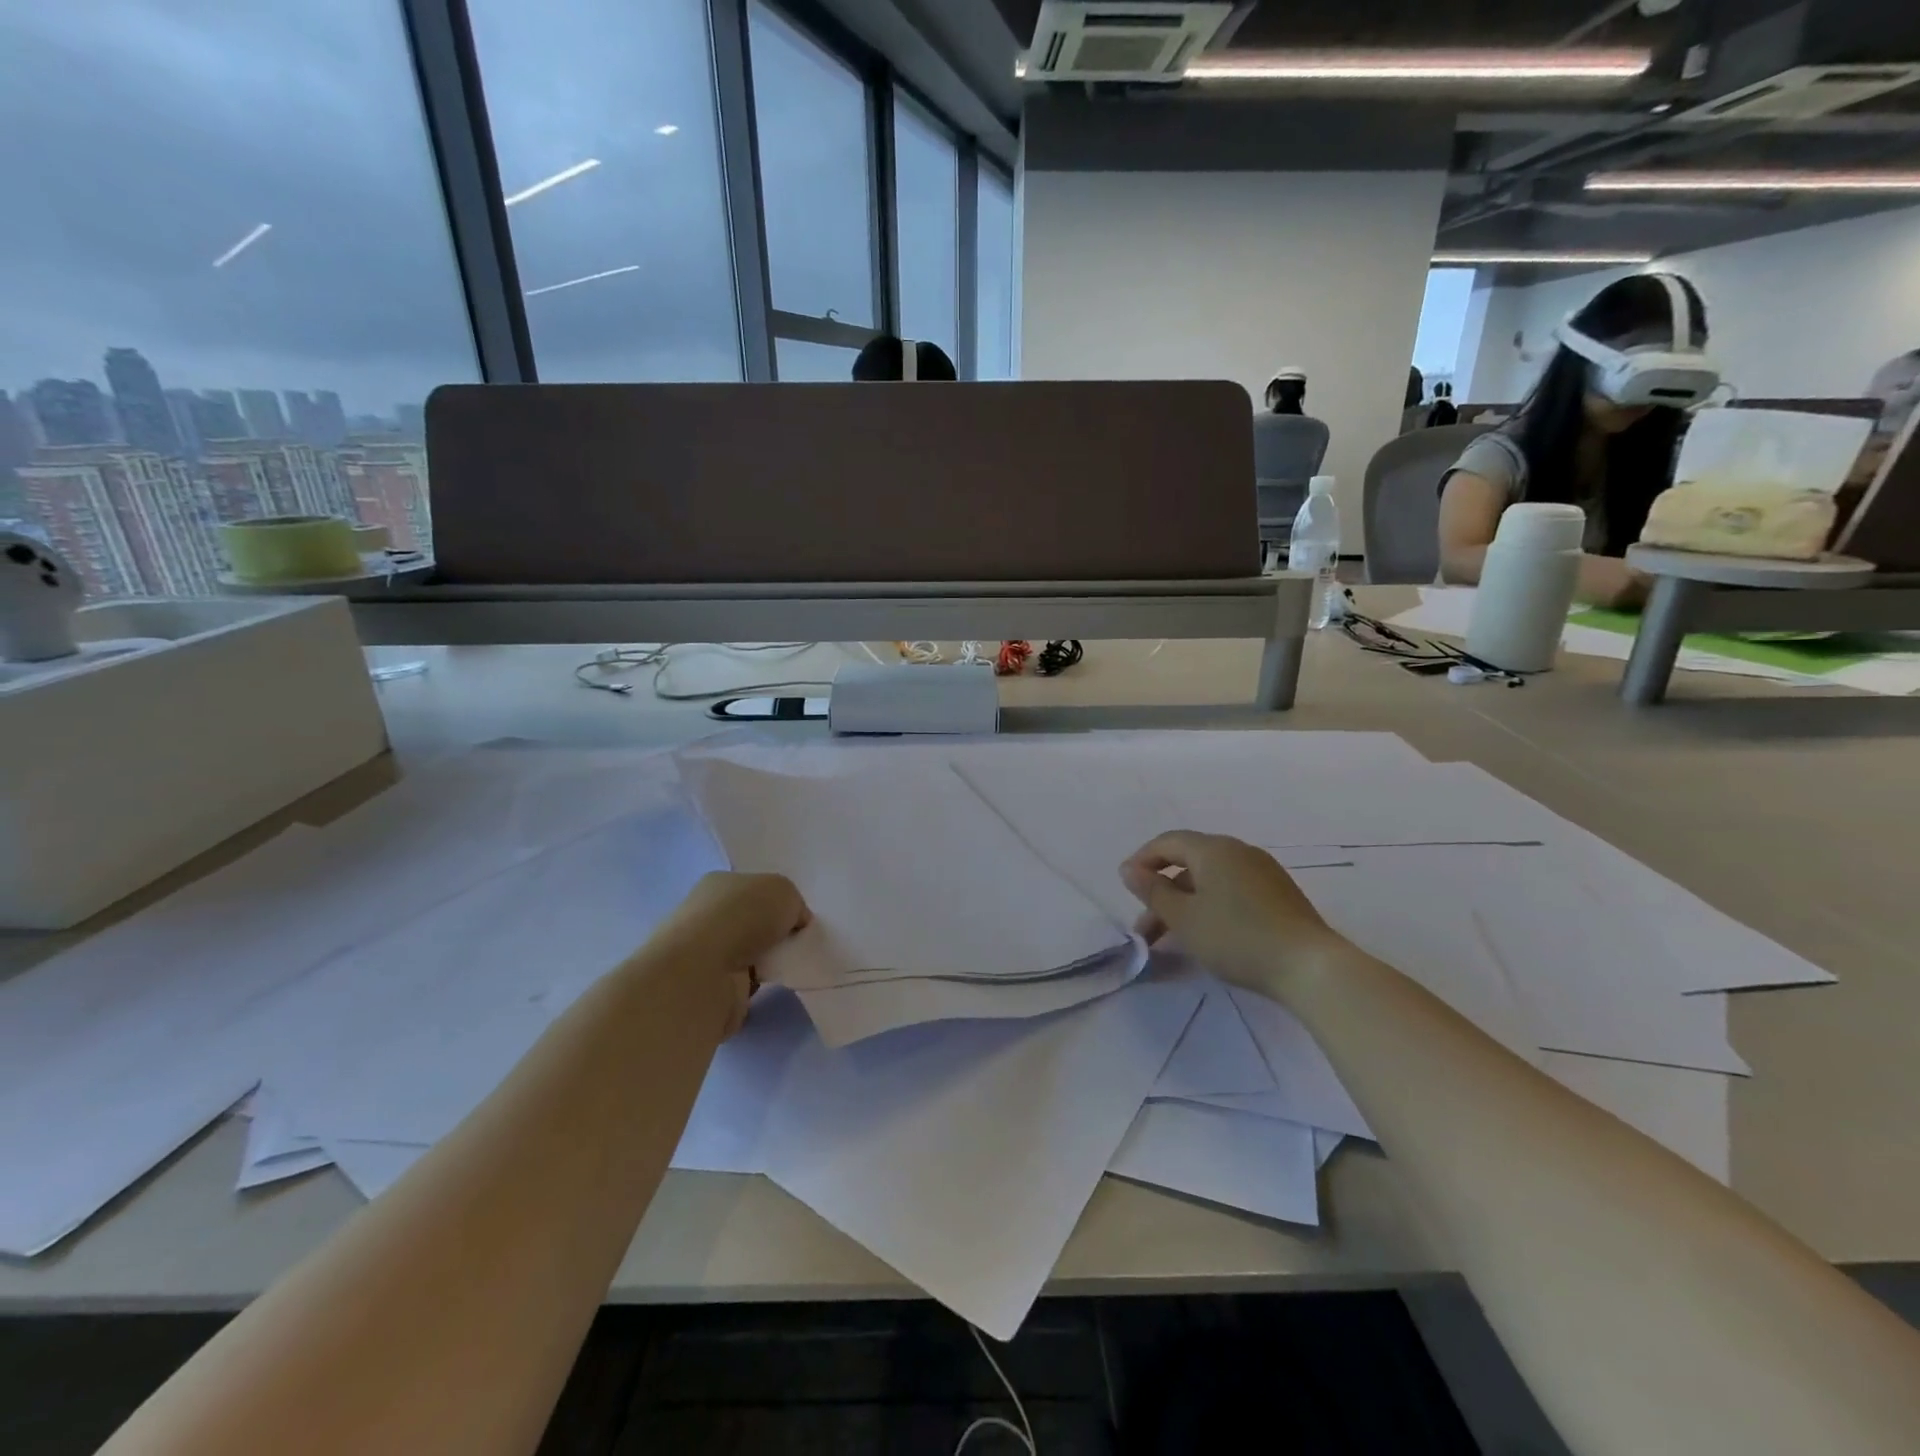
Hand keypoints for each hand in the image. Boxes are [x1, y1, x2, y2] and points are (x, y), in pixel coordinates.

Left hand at [656, 872, 809, 1033]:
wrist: (704, 972)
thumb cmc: (742, 916)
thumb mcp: (784, 891)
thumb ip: (793, 904)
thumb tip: (794, 922)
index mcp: (718, 884)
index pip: (752, 889)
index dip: (777, 902)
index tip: (797, 917)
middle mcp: (707, 915)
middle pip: (751, 922)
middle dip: (773, 932)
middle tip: (799, 942)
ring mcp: (705, 954)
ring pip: (748, 954)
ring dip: (767, 961)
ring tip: (792, 965)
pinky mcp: (709, 988)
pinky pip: (745, 983)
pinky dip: (760, 986)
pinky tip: (776, 985)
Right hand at [1120, 831, 1344, 994]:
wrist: (1309, 966)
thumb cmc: (1236, 937)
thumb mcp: (1184, 918)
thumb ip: (1153, 891)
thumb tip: (1129, 869)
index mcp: (1213, 849)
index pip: (1167, 842)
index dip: (1142, 861)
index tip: (1126, 889)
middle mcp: (1238, 850)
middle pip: (1188, 862)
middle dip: (1162, 892)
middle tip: (1145, 928)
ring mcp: (1263, 871)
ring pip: (1210, 879)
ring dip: (1185, 903)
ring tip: (1173, 938)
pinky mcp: (1279, 893)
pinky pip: (1232, 889)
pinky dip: (1210, 905)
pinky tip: (1208, 934)